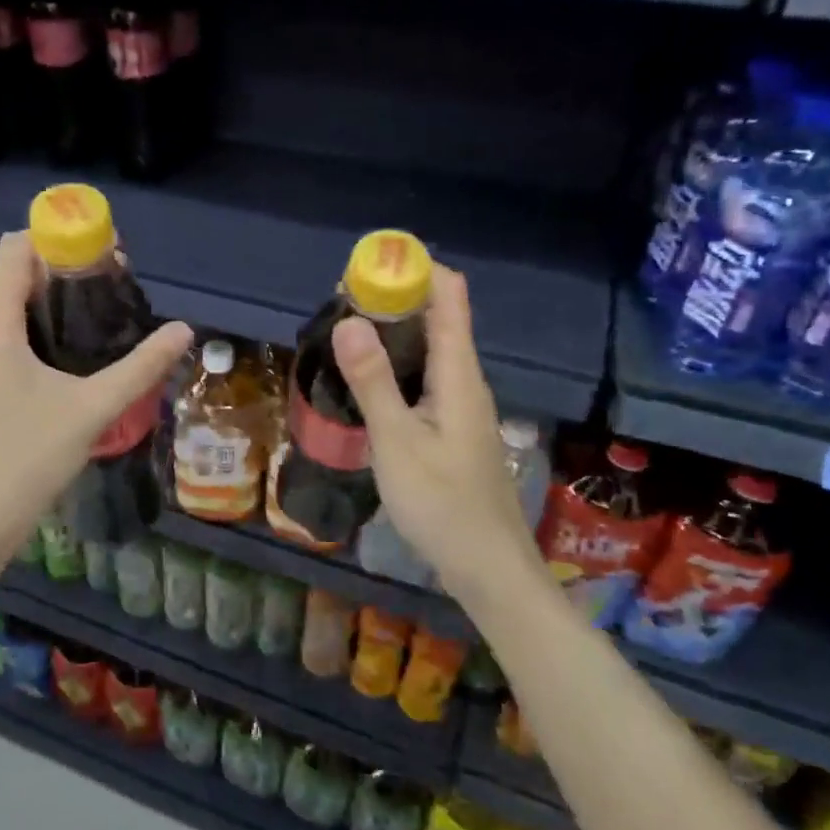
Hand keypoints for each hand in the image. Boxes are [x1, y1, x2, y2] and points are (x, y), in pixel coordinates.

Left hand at [0, 231, 193, 558]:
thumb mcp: (93, 408)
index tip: (100, 248)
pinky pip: (11, 332)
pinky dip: (42, 324)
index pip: (14, 250)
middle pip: (16, 274)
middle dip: (62, 267)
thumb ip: (140, 367)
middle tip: (113, 280)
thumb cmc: (31, 457)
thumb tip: (184, 330)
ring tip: (102, 309)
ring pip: (14, 305)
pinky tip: (77, 347)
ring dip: (54, 297)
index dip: (55, 236)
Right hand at [330, 265, 536, 600]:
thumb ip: (373, 381)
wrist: (487, 567)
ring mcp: (462, 407)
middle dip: (395, 298)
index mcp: (459, 374)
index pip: (451, 297)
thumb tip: (349, 320)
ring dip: (394, 332)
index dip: (417, 269)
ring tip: (345, 331)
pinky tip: (368, 382)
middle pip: (438, 319)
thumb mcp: (398, 442)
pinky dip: (397, 365)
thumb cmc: (442, 504)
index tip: (370, 263)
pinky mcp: (453, 429)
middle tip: (342, 299)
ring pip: (431, 350)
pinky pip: (425, 378)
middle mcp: (466, 381)